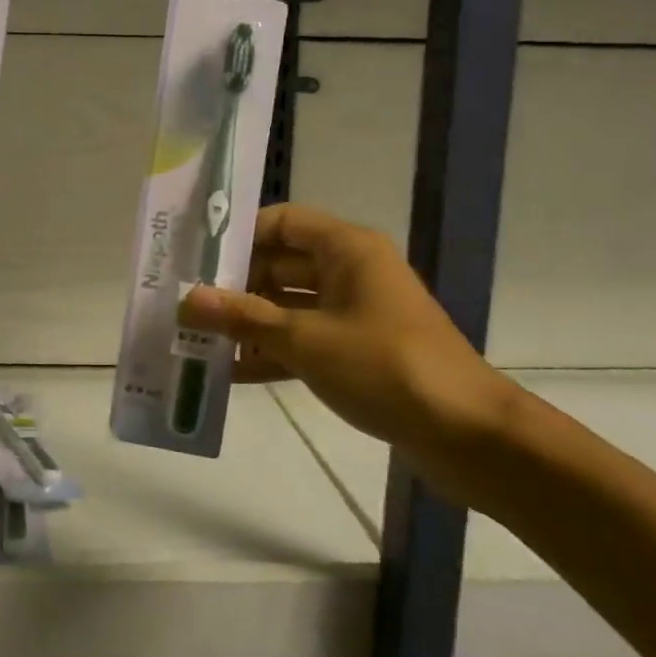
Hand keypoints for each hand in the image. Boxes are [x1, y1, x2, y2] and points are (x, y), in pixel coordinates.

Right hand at [177, 203, 515, 502]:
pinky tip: (229, 374)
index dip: (240, 235)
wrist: (468, 435)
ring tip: (198, 340)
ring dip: (249, 323)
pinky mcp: (358, 352)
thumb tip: (188, 300)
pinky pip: (304, 341)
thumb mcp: (306, 340)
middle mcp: (351, 272)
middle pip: (281, 264)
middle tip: (187, 305)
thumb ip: (244, 318)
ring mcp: (356, 313)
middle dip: (235, 285)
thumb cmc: (385, 366)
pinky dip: (272, 354)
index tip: (196, 258)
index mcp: (347, 249)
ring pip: (289, 306)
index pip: (282, 221)